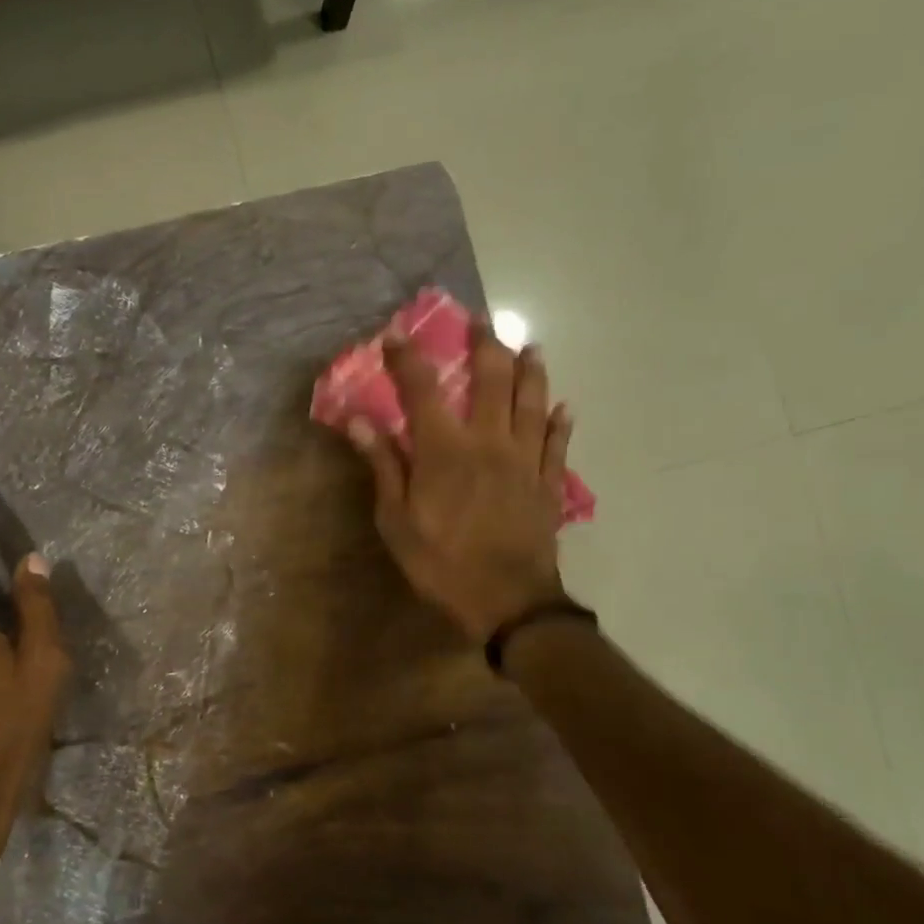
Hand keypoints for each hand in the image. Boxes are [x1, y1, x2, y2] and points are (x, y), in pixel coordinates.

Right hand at [347, 322, 574, 642]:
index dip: (408, 358)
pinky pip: (558, 445)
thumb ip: (383, 466)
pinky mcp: (549, 484)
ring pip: (533, 404)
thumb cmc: (441, 563)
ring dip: (532, 372)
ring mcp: (525, 461)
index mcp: (445, 450)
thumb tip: (358, 421)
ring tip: (531, 347)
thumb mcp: (396, 521)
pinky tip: (565, 407)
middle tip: (482, 321)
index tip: (396, 334)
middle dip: (485, 346)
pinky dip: (561, 424)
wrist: (507, 602)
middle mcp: (489, 442)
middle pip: (492, 381)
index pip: (422, 390)